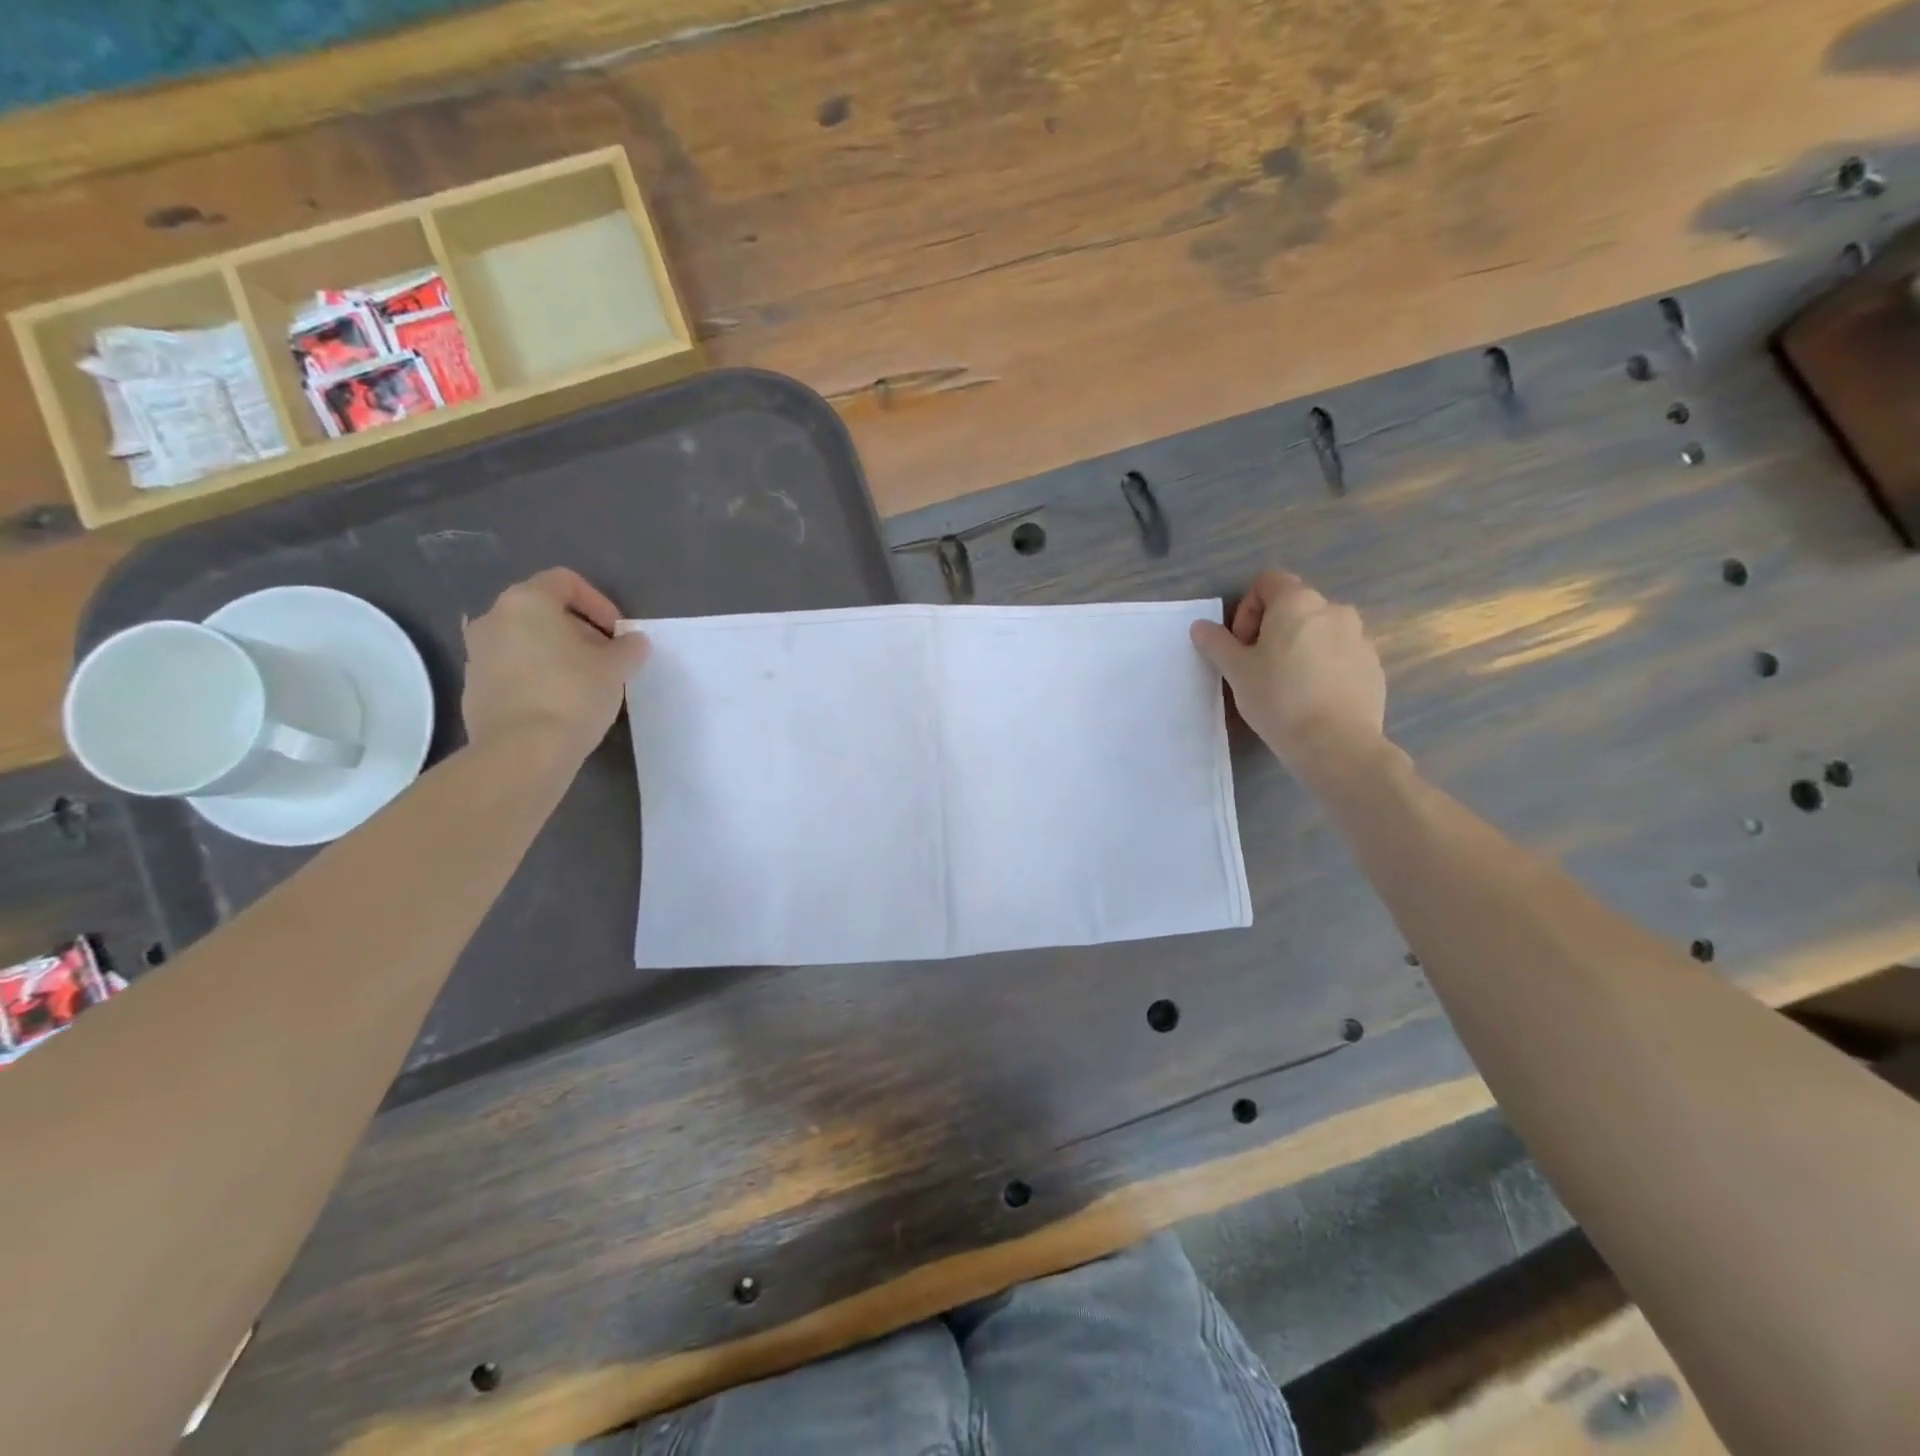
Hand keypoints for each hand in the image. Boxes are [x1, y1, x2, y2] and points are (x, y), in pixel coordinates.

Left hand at [462, 568, 650, 760]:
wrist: (522, 751)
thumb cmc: (573, 694)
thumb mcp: (617, 667)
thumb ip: (629, 647)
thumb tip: (632, 642)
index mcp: (526, 602)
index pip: (566, 581)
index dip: (600, 603)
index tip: (618, 634)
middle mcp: (493, 619)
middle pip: (543, 611)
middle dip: (579, 630)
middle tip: (606, 659)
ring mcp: (477, 654)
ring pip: (526, 641)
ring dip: (557, 654)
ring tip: (585, 683)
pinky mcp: (473, 688)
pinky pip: (512, 670)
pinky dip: (537, 677)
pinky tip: (560, 704)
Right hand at [1190, 570, 1386, 773]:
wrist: (1336, 743)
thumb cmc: (1278, 698)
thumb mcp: (1236, 671)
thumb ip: (1217, 643)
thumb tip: (1201, 626)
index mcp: (1298, 602)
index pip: (1268, 582)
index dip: (1247, 608)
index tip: (1241, 644)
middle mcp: (1334, 610)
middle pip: (1295, 606)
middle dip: (1272, 629)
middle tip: (1258, 666)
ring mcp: (1360, 637)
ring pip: (1320, 631)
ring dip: (1300, 646)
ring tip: (1287, 684)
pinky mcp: (1373, 665)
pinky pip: (1341, 654)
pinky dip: (1324, 666)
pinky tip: (1313, 698)